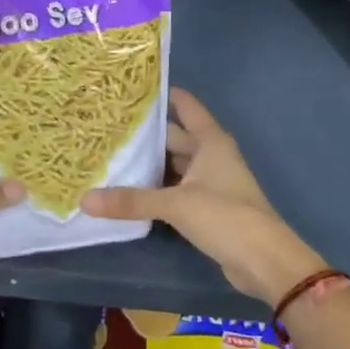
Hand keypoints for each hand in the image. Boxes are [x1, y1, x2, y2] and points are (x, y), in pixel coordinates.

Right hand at [82, 89, 323, 307]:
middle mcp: (212, 156)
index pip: (186, 107)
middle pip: (175, 137)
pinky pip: (176, 189)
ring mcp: (211, 182)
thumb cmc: (225, 217)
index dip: (163, 95)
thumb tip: (85, 200)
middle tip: (109, 127)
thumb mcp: (176, 205)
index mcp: (211, 142)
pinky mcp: (207, 208)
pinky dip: (157, 188)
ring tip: (112, 156)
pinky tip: (131, 191)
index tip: (132, 88)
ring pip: (175, 165)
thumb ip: (132, 200)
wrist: (264, 260)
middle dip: (146, 134)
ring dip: (150, 164)